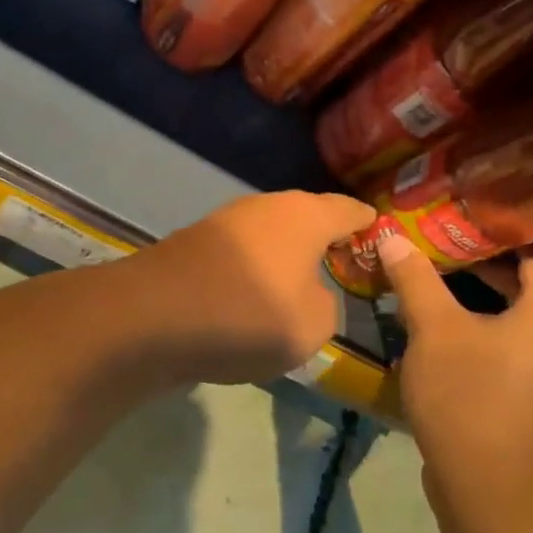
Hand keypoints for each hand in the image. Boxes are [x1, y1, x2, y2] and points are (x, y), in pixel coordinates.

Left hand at [126, 191, 376, 384]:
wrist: (152, 318)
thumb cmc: (248, 316)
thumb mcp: (313, 325)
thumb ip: (328, 305)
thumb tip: (311, 293)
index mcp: (305, 216)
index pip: (350, 210)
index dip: (369, 225)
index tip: (380, 237)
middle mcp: (266, 207)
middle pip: (306, 219)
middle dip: (325, 241)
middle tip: (342, 268)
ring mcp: (225, 222)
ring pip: (270, 236)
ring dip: (285, 258)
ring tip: (299, 287)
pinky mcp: (194, 244)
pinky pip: (241, 255)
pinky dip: (254, 272)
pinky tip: (252, 300)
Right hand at [376, 232, 532, 503]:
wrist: (484, 482)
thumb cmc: (467, 393)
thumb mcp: (433, 329)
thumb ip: (415, 278)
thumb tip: (391, 236)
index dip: (497, 229)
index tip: (458, 217)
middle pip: (524, 278)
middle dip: (479, 259)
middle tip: (436, 242)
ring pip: (513, 311)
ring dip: (475, 293)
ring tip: (430, 275)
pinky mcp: (528, 388)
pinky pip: (507, 339)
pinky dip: (479, 323)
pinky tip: (437, 322)